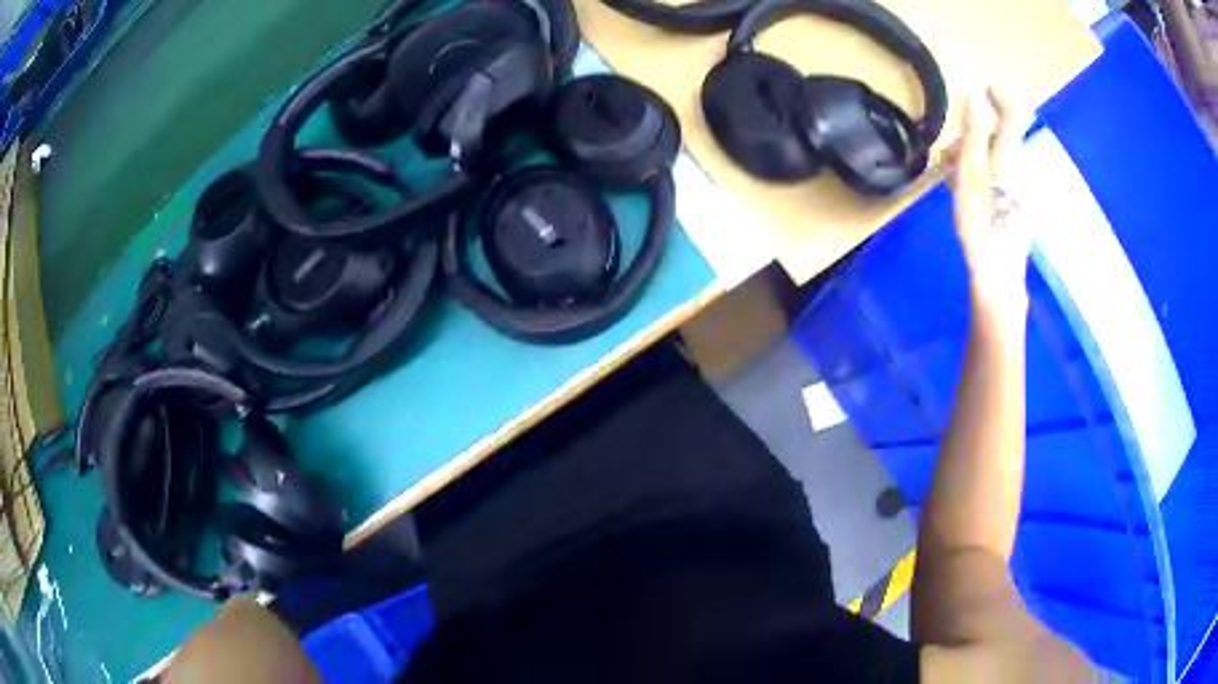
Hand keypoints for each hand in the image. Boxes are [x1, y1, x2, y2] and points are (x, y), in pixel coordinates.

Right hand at [950, 88, 1032, 331]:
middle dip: (974, 136)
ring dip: (973, 158)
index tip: (984, 89)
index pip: (1013, 116)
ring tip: (950, 176)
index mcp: (1009, 159)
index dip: (1001, 97)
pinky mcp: (1014, 211)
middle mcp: (1019, 172)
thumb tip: (976, 95)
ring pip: (996, 161)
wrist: (998, 278)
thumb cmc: (982, 224)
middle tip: (949, 151)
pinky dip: (980, 177)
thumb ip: (975, 133)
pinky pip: (998, 181)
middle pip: (1000, 140)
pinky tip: (965, 195)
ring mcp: (1018, 193)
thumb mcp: (972, 173)